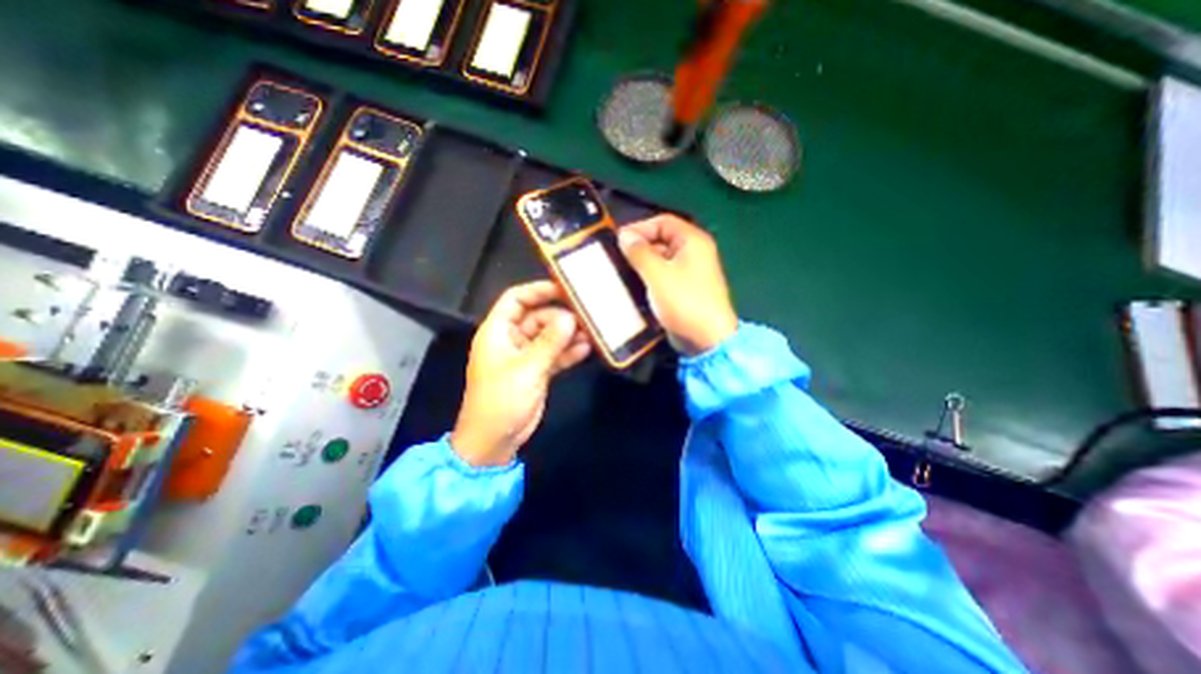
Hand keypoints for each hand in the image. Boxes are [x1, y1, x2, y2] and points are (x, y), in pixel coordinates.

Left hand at [451, 282, 588, 464]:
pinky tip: (587, 349)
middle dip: (561, 317)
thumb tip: (570, 318)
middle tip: (586, 316)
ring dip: (568, 335)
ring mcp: (525, 356)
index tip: (564, 288)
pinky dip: (568, 352)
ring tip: (592, 332)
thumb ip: (550, 342)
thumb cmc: (501, 399)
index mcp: (498, 332)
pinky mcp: (537, 371)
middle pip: (538, 317)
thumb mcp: (527, 368)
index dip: (538, 290)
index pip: (516, 299)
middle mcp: (511, 339)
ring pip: (549, 337)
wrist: (495, 439)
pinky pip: (554, 355)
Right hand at [618, 215, 743, 355]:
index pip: (663, 221)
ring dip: (642, 264)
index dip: (640, 227)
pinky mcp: (684, 289)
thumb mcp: (657, 274)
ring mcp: (690, 272)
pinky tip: (634, 286)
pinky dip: (650, 278)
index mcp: (692, 241)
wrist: (706, 339)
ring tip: (622, 272)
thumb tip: (624, 234)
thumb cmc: (683, 302)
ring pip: (661, 260)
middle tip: (617, 258)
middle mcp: (694, 252)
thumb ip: (639, 252)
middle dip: (639, 247)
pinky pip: (664, 276)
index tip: (619, 240)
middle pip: (662, 240)